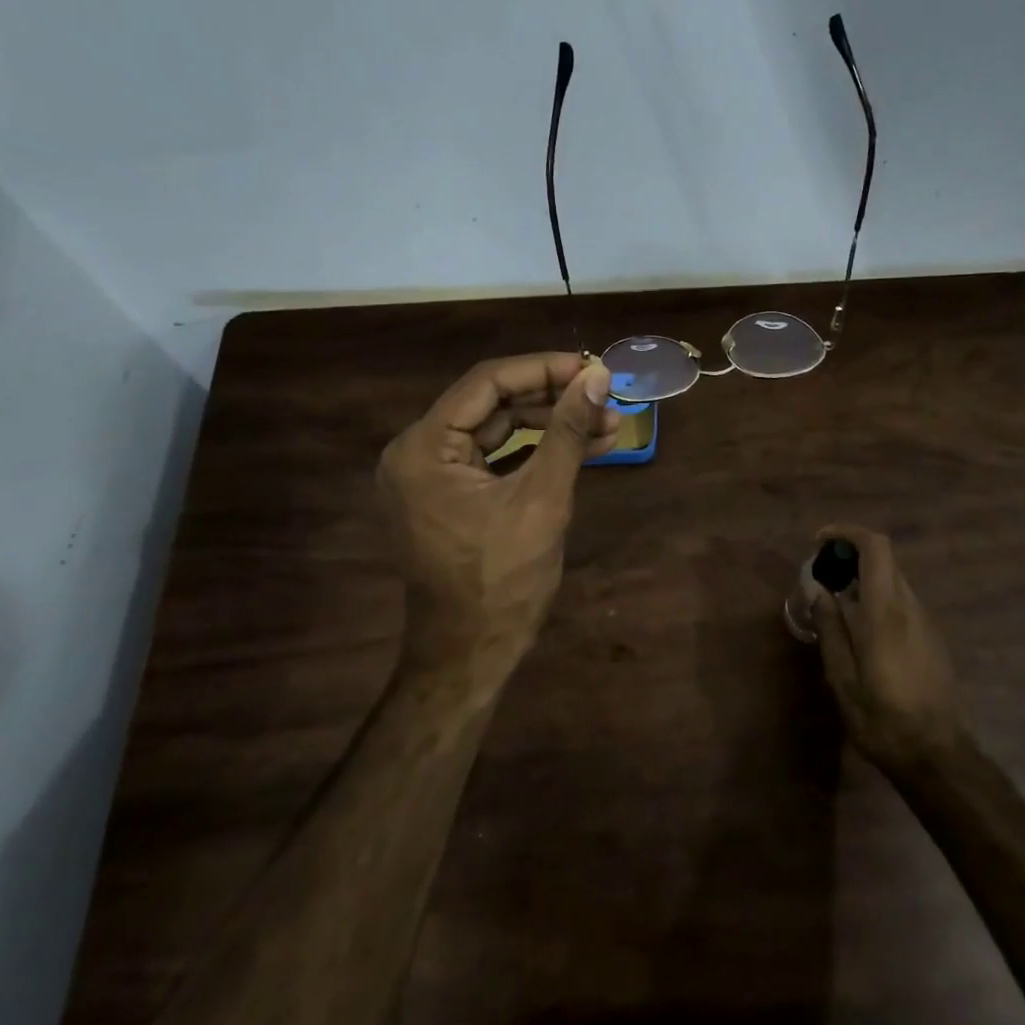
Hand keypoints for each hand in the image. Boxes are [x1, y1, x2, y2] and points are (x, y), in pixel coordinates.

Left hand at [376, 353, 617, 701]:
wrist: (470, 656)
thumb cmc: (502, 581)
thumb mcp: (542, 499)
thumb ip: (567, 431)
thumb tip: (598, 375)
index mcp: (423, 448)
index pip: (486, 383)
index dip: (543, 369)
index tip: (592, 367)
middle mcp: (417, 453)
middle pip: (492, 404)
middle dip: (553, 400)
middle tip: (607, 397)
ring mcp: (431, 477)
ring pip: (498, 430)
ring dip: (552, 426)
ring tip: (607, 423)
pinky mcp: (450, 496)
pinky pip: (496, 458)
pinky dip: (536, 452)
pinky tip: (583, 446)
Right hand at [809, 524, 964, 774]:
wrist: (938, 757)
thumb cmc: (883, 718)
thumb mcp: (843, 677)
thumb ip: (829, 627)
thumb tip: (818, 588)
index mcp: (886, 612)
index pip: (876, 547)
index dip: (847, 533)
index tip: (819, 542)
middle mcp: (910, 607)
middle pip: (884, 559)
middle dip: (850, 554)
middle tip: (821, 574)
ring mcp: (925, 622)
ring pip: (893, 580)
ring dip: (863, 577)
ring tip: (834, 602)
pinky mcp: (932, 638)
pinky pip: (901, 602)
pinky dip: (876, 597)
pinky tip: (858, 629)